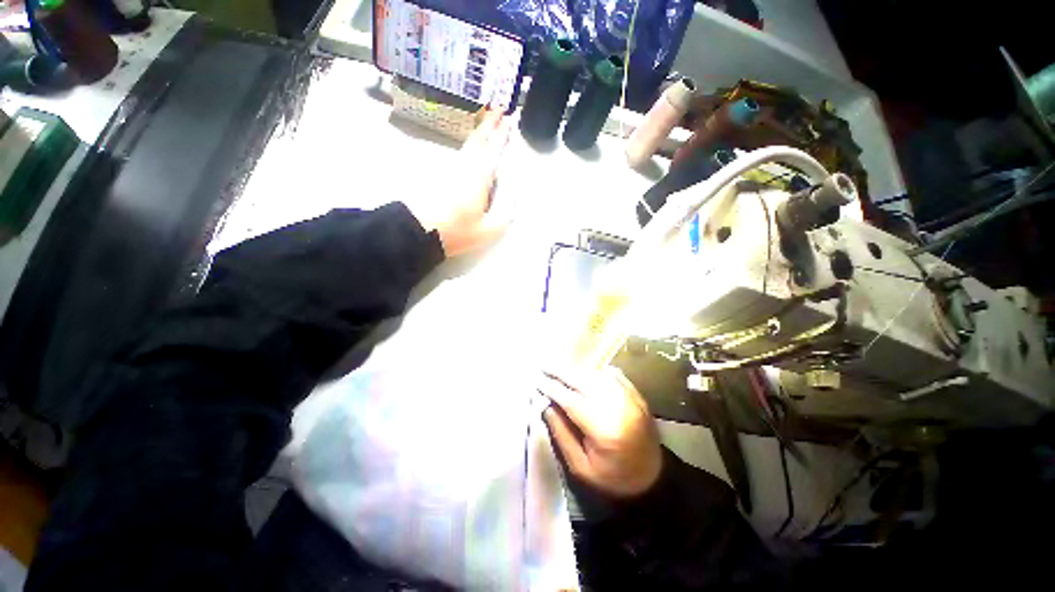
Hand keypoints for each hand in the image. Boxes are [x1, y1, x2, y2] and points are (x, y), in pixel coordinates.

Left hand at [407, 108, 512, 256]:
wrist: (418, 231)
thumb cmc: (456, 231)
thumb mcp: (487, 231)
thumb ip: (503, 219)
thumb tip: (513, 208)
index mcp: (479, 177)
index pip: (493, 150)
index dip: (501, 134)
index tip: (508, 119)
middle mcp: (464, 168)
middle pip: (477, 140)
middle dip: (488, 124)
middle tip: (497, 109)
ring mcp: (450, 170)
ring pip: (467, 147)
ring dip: (479, 135)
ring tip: (486, 127)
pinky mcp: (440, 177)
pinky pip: (460, 156)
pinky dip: (469, 148)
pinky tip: (471, 153)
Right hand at [538, 367, 662, 498]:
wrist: (653, 478)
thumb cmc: (613, 478)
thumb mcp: (581, 467)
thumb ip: (562, 435)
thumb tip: (546, 406)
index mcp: (604, 429)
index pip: (571, 400)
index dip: (552, 389)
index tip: (536, 381)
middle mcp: (619, 407)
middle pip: (584, 380)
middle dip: (561, 371)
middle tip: (543, 366)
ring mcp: (630, 398)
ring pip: (597, 374)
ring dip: (576, 370)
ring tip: (560, 369)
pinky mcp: (637, 395)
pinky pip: (613, 374)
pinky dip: (595, 371)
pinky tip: (584, 373)